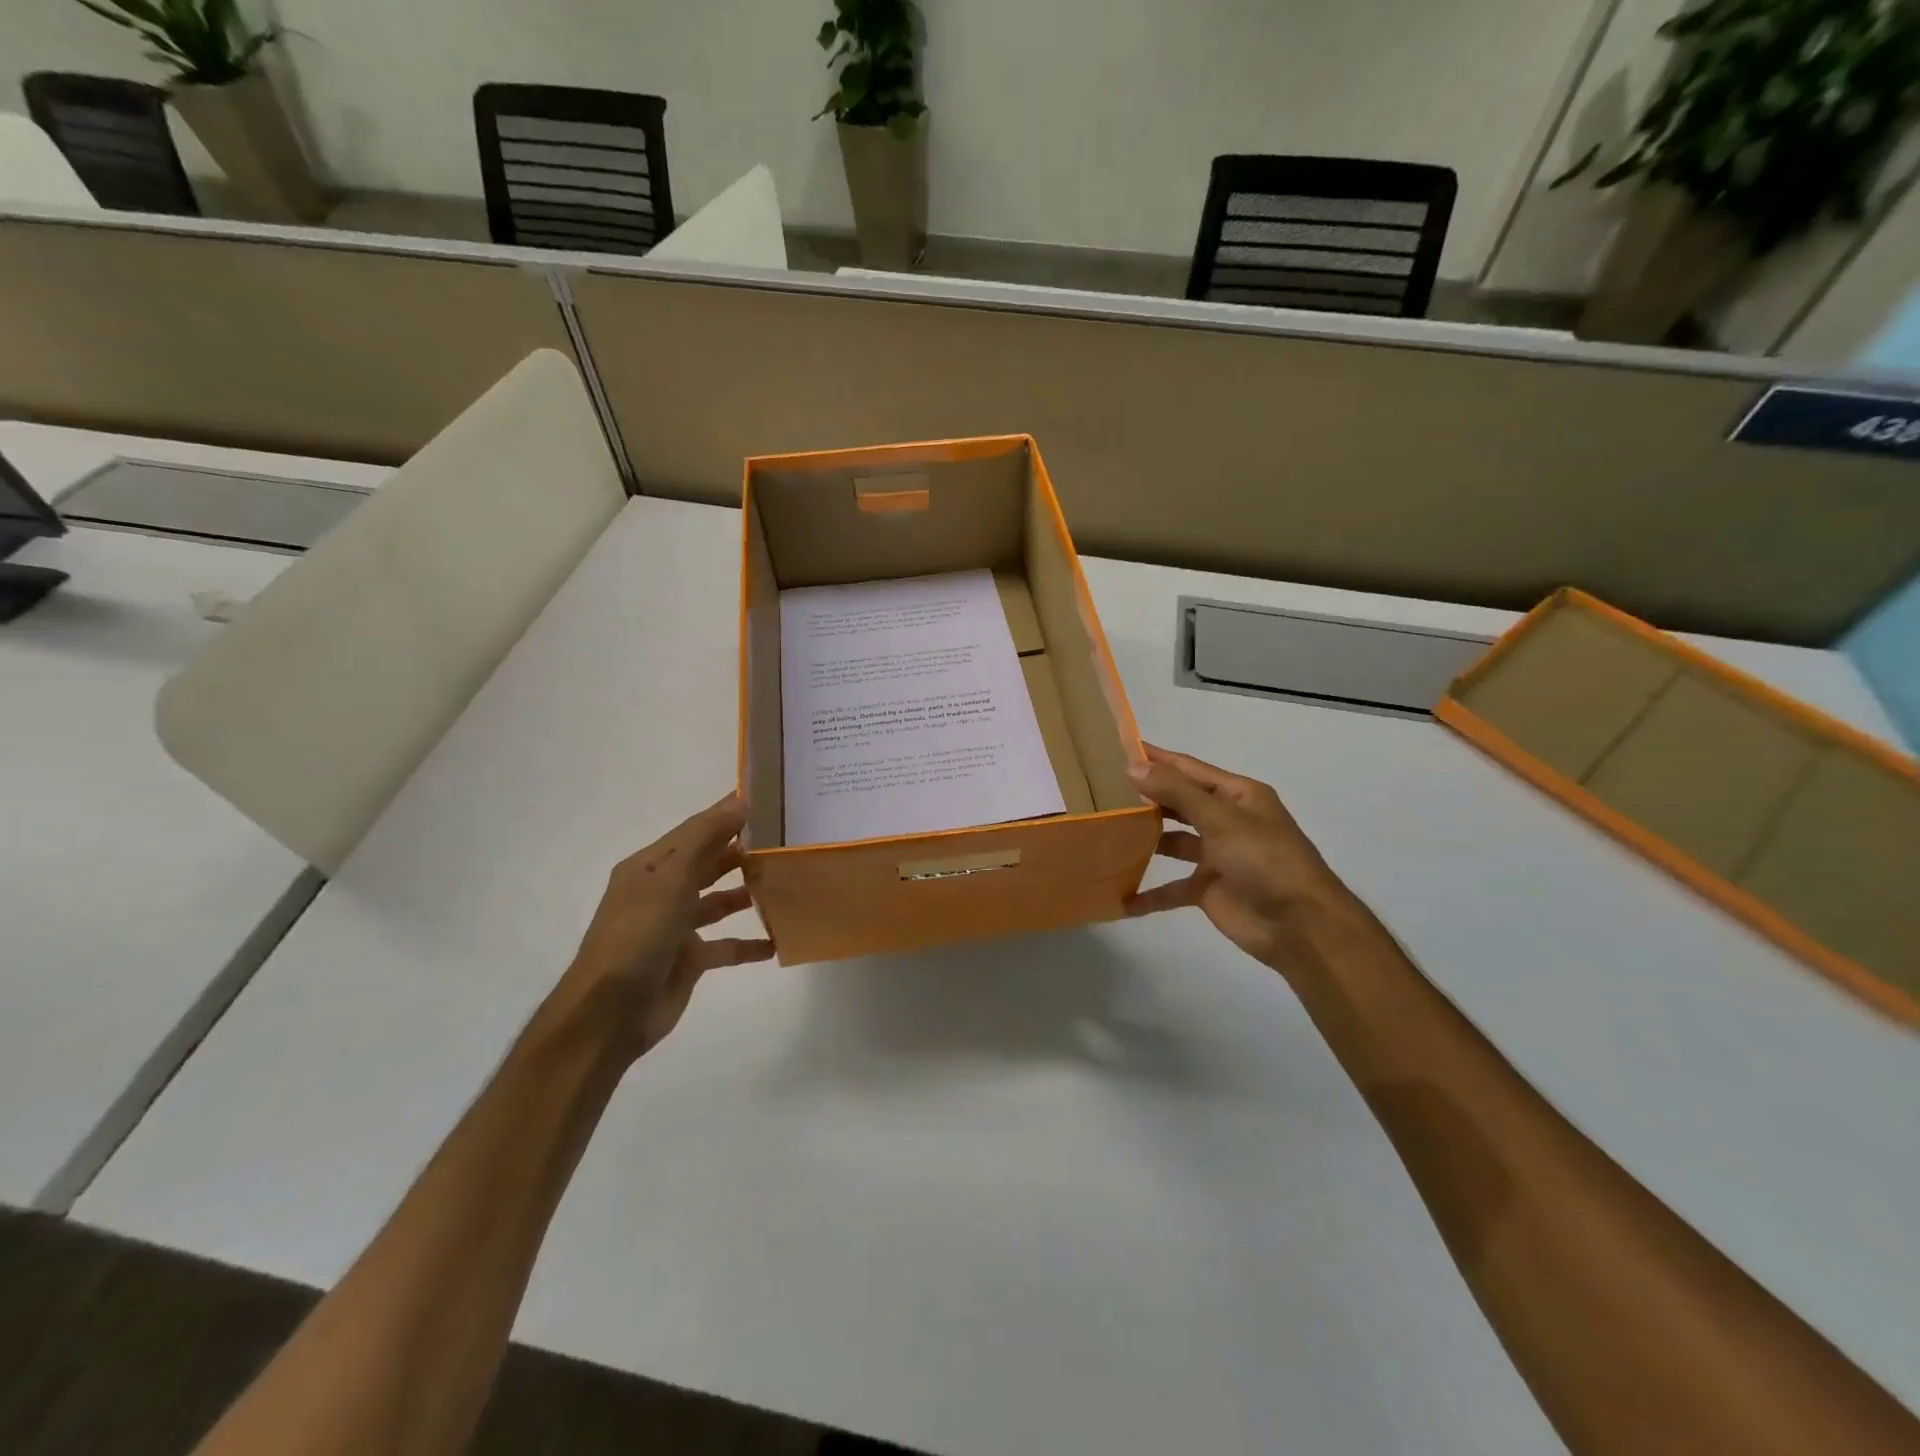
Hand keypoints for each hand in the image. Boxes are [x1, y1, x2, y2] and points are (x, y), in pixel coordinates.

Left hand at [556, 794, 773, 1063]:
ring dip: (747, 893)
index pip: (695, 830)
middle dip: (742, 852)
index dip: (726, 814)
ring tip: (786, 884)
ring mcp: (675, 926)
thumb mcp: (671, 880)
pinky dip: (749, 943)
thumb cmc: (638, 935)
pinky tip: (777, 941)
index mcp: (651, 867)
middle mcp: (662, 892)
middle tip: (785, 841)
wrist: (609, 1013)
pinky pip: (725, 945)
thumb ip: (705, 839)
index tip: (768, 801)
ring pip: (718, 902)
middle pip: (708, 864)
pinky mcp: (688, 959)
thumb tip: (739, 800)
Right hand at [1125, 744, 1346, 967]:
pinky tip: (1121, 898)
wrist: (1300, 926)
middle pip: (1179, 803)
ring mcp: (1216, 856)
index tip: (1119, 748)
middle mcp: (1226, 820)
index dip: (1157, 758)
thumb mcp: (1221, 819)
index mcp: (1237, 796)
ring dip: (1145, 840)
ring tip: (1105, 833)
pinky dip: (1150, 894)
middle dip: (1146, 797)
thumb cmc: (1265, 860)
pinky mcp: (1208, 889)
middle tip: (1102, 790)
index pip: (1188, 769)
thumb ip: (1176, 792)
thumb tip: (1133, 767)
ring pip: (1173, 842)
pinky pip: (1172, 887)